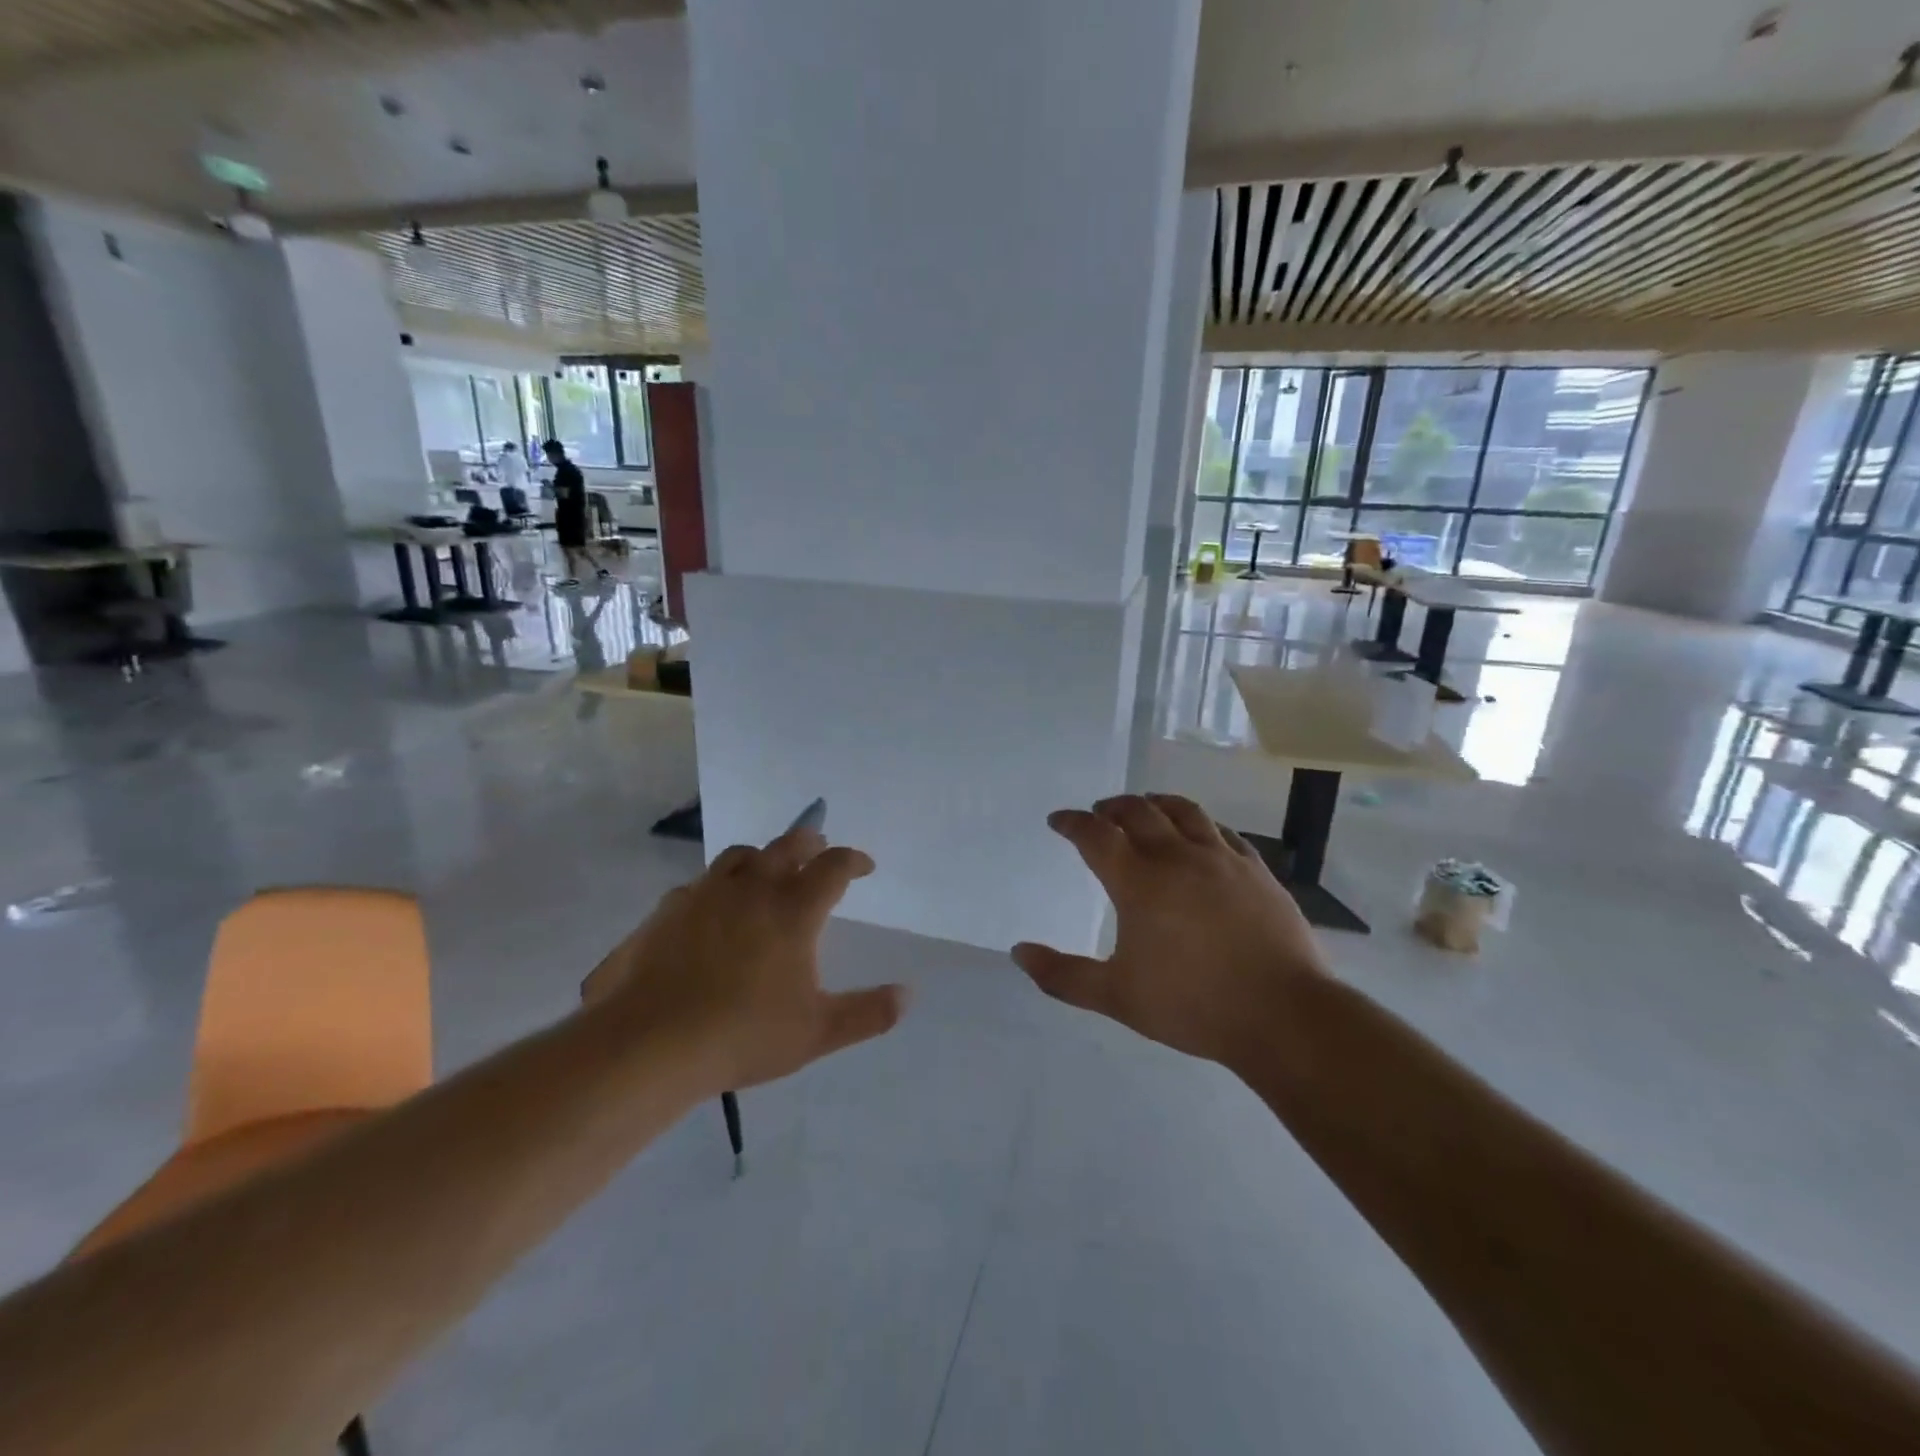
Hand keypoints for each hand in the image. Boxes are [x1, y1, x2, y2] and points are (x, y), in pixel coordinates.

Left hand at [582, 826, 906, 1092]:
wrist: (649, 1044)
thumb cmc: (743, 1035)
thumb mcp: (817, 1032)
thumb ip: (867, 1012)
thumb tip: (908, 994)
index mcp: (793, 910)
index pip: (833, 866)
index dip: (853, 860)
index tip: (864, 867)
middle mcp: (752, 889)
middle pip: (788, 845)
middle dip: (810, 842)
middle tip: (819, 850)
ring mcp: (705, 895)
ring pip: (741, 856)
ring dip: (763, 857)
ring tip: (768, 871)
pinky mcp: (667, 911)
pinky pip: (701, 884)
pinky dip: (719, 887)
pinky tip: (713, 910)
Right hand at [1012, 794, 1325, 1070]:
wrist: (1282, 1014)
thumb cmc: (1192, 1004)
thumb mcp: (1116, 997)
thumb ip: (1063, 975)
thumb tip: (1018, 953)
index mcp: (1138, 881)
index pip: (1095, 835)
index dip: (1072, 823)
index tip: (1058, 820)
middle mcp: (1177, 856)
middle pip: (1138, 812)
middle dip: (1111, 807)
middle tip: (1098, 813)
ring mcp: (1221, 859)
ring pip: (1183, 811)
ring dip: (1155, 803)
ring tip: (1145, 806)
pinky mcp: (1255, 870)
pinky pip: (1223, 831)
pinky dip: (1200, 824)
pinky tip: (1200, 833)